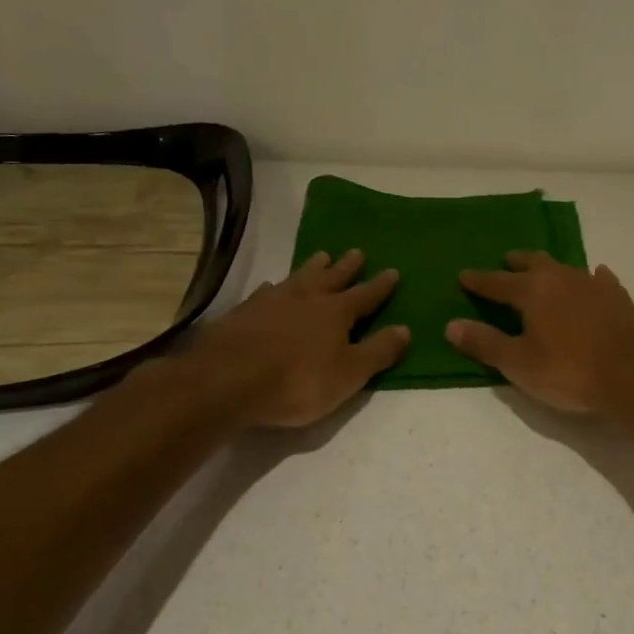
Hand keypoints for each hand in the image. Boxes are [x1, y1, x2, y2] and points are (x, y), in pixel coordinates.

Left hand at [185, 249, 409, 427]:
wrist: (227, 380)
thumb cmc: (297, 381)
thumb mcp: (349, 374)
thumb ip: (378, 351)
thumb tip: (405, 329)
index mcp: (337, 312)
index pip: (365, 295)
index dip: (380, 286)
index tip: (392, 271)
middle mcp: (307, 298)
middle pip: (332, 277)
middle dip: (347, 267)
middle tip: (356, 252)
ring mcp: (272, 301)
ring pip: (299, 277)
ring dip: (312, 267)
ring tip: (321, 256)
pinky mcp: (243, 311)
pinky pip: (266, 291)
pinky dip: (275, 287)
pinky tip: (272, 287)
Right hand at [446, 251, 633, 416]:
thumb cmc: (570, 371)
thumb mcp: (519, 364)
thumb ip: (485, 343)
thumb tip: (451, 325)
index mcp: (532, 291)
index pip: (497, 282)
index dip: (478, 280)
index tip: (463, 275)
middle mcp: (561, 278)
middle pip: (533, 263)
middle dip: (517, 263)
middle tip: (507, 262)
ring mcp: (594, 285)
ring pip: (565, 267)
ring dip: (550, 268)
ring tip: (544, 271)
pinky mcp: (619, 297)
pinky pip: (599, 279)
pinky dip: (590, 278)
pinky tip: (595, 277)